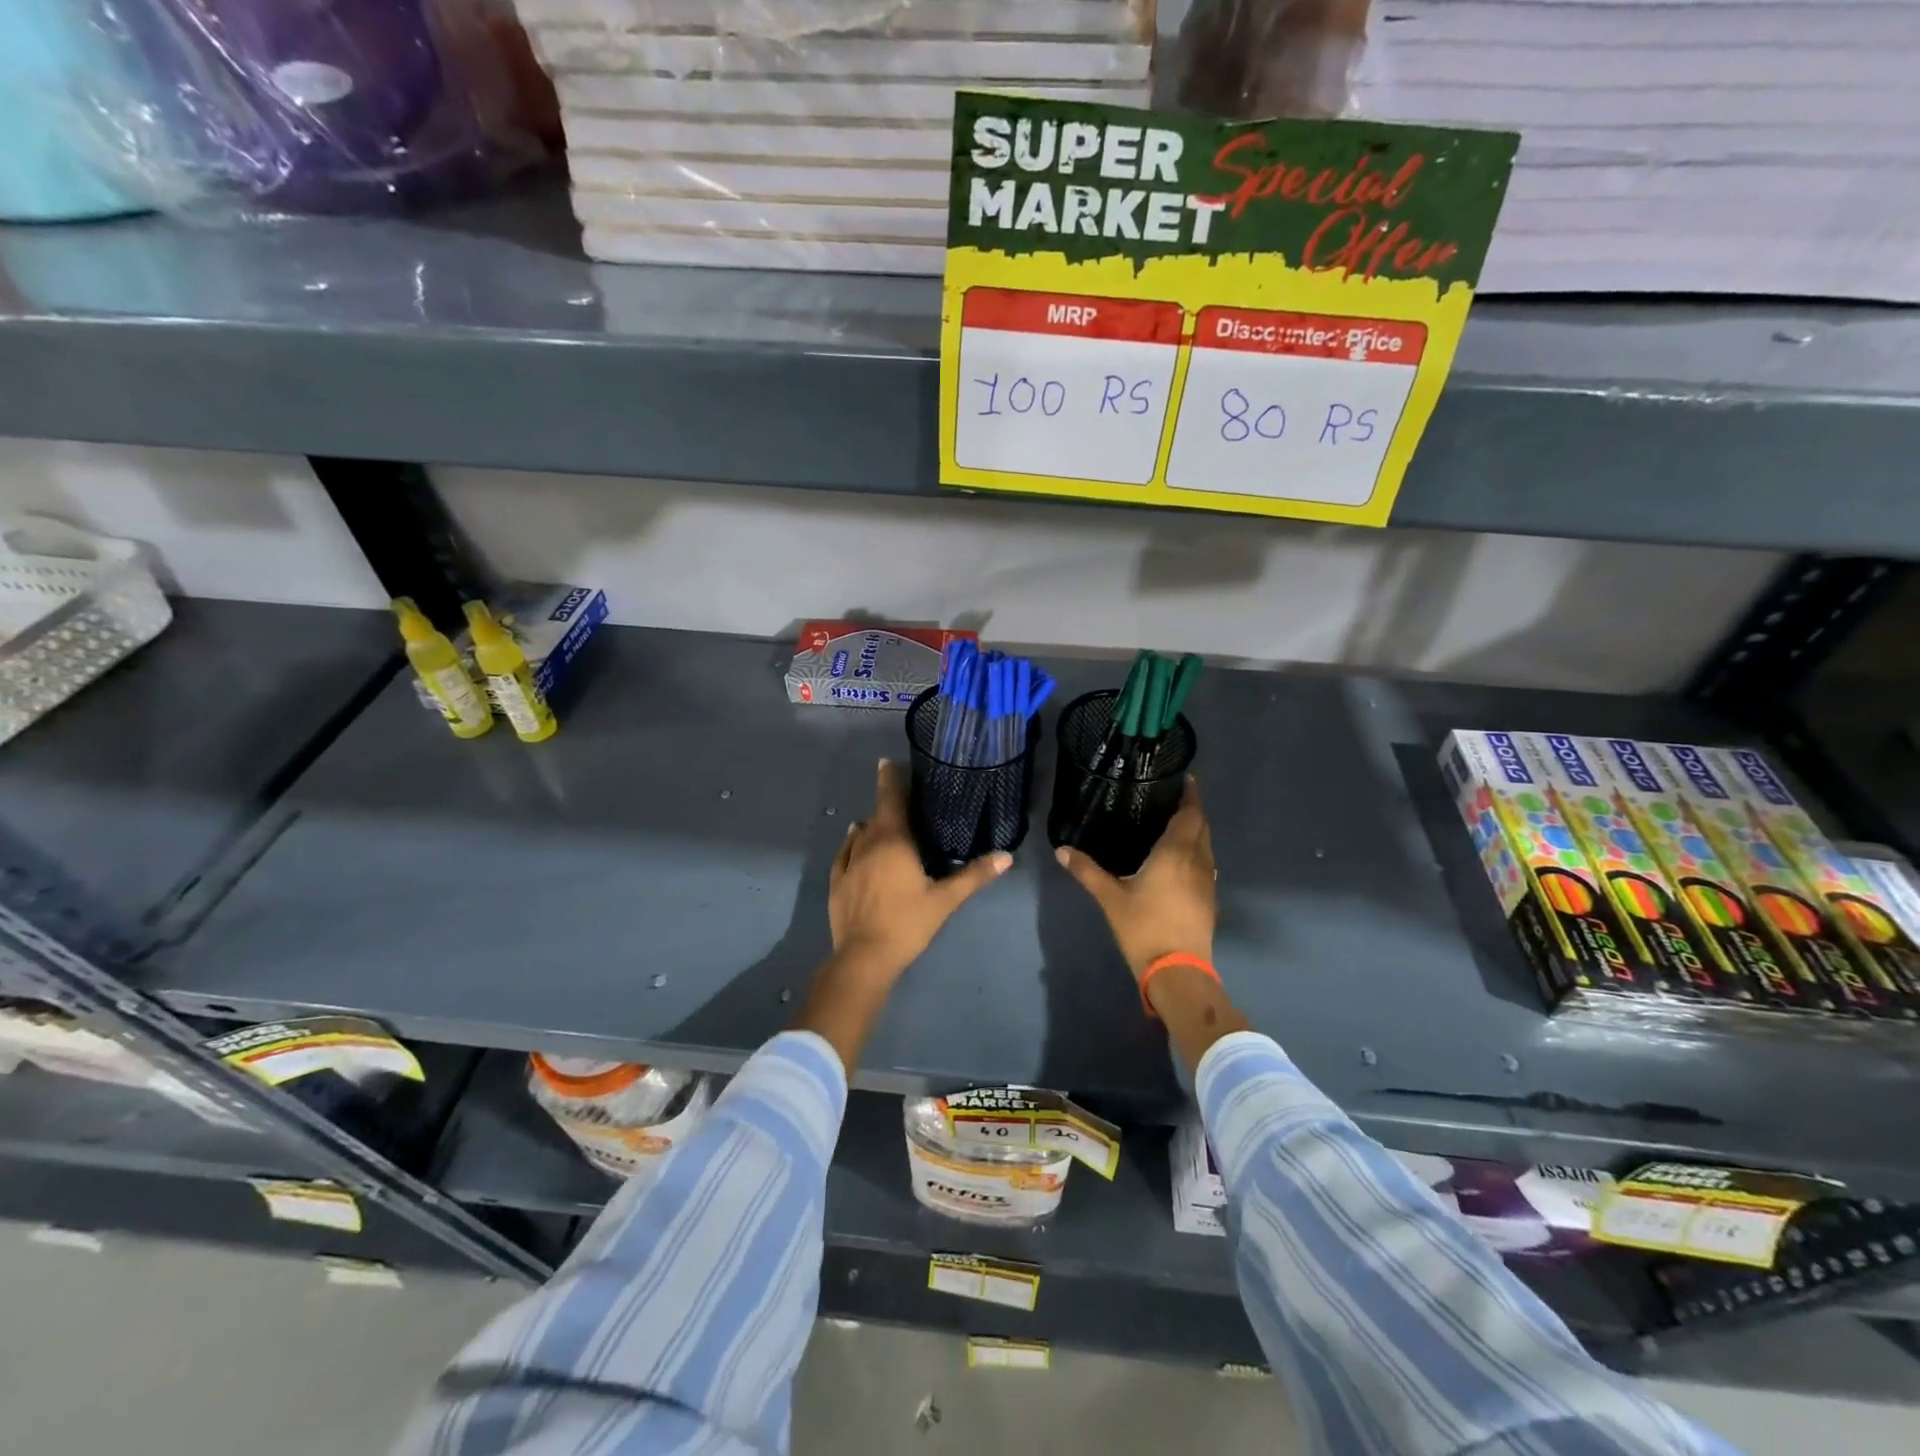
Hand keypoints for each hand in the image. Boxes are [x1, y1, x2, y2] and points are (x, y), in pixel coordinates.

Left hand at [829, 758, 1012, 984]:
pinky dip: (851, 843)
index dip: (889, 779)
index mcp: (893, 841)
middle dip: (887, 803)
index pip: (891, 800)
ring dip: (872, 824)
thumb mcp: (945, 899)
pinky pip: (844, 853)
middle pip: (877, 815)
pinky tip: (854, 841)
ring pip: (860, 833)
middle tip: (900, 797)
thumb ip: (974, 875)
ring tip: (883, 822)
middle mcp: (867, 844)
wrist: (864, 957)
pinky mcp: (836, 883)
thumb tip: (1007, 856)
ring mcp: (848, 863)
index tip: (887, 762)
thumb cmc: (908, 923)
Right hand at [1054, 777, 1215, 982]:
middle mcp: (1197, 861)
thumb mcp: (1110, 897)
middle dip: (1192, 811)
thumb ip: (1086, 871)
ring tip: (1175, 825)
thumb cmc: (1144, 927)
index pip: (1190, 814)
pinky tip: (1179, 860)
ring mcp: (1208, 881)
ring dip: (1196, 832)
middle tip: (1173, 799)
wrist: (1178, 970)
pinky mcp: (1210, 899)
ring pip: (1206, 846)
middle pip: (1202, 827)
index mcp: (1175, 852)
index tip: (1185, 779)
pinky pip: (1206, 864)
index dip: (1190, 795)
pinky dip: (1196, 853)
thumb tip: (1061, 850)